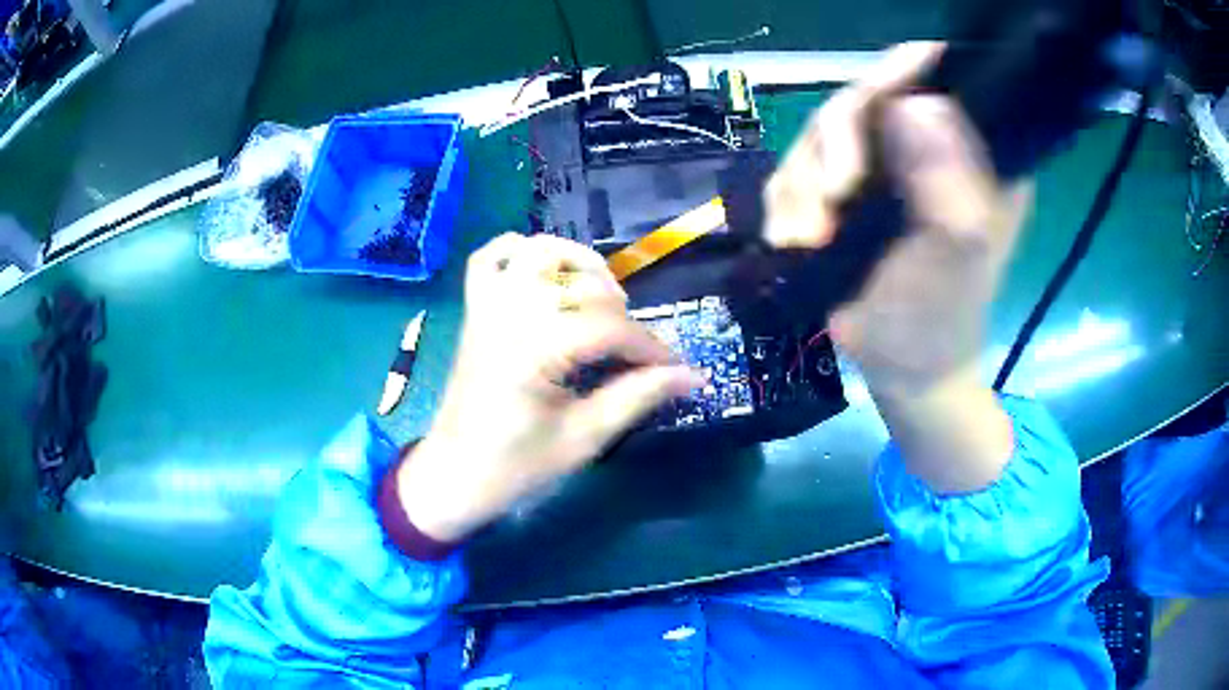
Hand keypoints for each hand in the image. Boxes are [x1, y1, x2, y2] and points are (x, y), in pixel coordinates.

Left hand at [395, 234, 702, 541]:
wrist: (455, 475)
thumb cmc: (517, 466)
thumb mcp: (584, 438)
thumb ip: (638, 397)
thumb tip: (693, 376)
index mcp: (534, 350)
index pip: (610, 327)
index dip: (651, 347)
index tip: (675, 370)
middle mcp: (510, 314)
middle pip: (583, 285)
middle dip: (622, 314)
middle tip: (634, 351)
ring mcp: (488, 306)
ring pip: (538, 252)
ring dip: (578, 263)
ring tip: (600, 298)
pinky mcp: (475, 310)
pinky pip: (490, 258)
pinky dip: (519, 252)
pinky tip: (544, 274)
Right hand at [764, 42, 1030, 491]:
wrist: (903, 369)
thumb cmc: (943, 318)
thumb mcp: (960, 254)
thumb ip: (951, 180)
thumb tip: (916, 103)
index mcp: (971, 151)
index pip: (938, 76)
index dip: (902, 71)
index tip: (872, 104)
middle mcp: (924, 145)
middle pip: (863, 98)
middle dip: (836, 145)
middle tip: (833, 197)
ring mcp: (877, 167)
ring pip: (818, 134)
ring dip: (803, 185)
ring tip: (810, 237)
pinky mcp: (838, 191)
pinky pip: (793, 172)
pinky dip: (786, 205)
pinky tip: (796, 240)